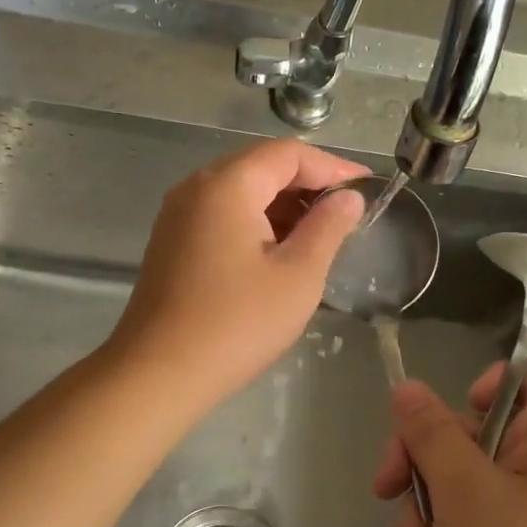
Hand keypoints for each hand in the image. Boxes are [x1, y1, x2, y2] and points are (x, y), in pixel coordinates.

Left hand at [108, 138, 365, 406]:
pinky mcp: (170, 242)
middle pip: (260, 166)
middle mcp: (195, 188)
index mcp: (227, 185)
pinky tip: (277, 252)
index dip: (333, 167)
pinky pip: (220, 215)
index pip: (288, 153)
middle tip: (346, 213)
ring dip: (280, 205)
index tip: (367, 189)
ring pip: (239, 192)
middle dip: (307, 184)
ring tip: (318, 235)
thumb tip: (348, 199)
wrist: (158, 373)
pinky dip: (254, 222)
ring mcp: (177, 216)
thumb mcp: (298, 275)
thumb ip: (327, 227)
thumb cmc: (237, 323)